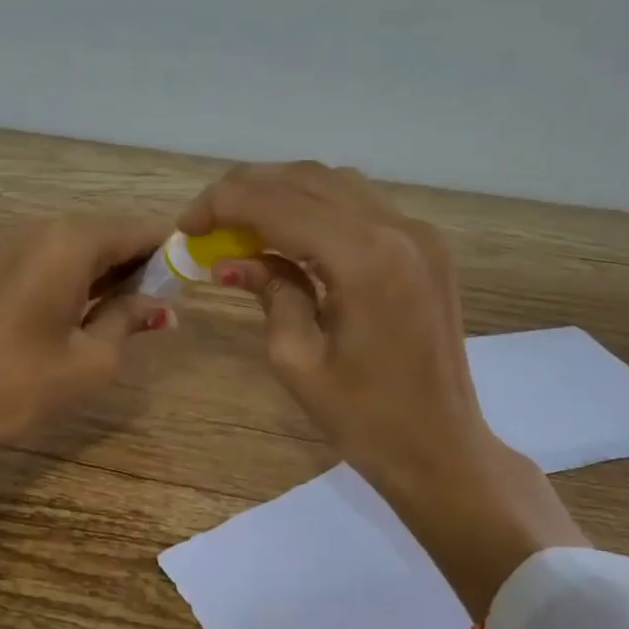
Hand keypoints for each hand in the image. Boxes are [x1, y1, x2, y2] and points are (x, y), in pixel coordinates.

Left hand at [0, 215, 172, 597]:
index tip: (190, 274)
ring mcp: (14, 247)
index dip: (168, 250)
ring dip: (110, 270)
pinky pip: (53, 259)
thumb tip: (159, 306)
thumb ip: (129, 319)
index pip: (136, 231)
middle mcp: (42, 231)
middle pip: (107, 233)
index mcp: (71, 243)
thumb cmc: (24, 383)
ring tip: (134, 307)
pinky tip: (92, 308)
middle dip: (139, 261)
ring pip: (79, 246)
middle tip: (164, 298)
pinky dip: (80, 276)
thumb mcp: (93, 359)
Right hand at [180, 164, 584, 614]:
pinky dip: (316, 207)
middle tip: (206, 220)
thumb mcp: (297, 360)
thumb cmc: (364, 419)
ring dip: (281, 192)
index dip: (223, 204)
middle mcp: (397, 229)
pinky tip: (288, 233)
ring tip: (240, 223)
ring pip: (335, 184)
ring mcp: (419, 234)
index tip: (186, 225)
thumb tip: (231, 260)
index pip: (278, 204)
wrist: (441, 447)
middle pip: (306, 180)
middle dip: (247, 190)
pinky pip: (361, 205)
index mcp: (364, 259)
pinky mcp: (427, 247)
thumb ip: (269, 292)